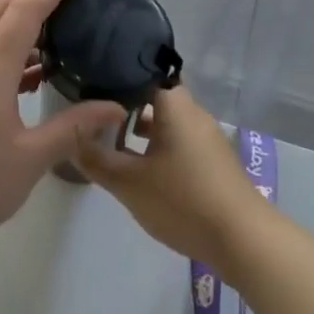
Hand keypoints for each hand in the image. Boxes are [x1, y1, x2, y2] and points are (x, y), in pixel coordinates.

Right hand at [78, 87, 272, 272]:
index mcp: (175, 106)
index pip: (142, 73)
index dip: (113, 78)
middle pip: (153, 98)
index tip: (87, 87)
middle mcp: (193, 113)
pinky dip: (157, 147)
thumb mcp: (128, 183)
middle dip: (123, 106)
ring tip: (109, 142)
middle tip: (92, 117)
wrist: (243, 240)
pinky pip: (178, 141)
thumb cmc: (183, 201)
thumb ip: (96, 160)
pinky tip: (139, 167)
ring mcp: (207, 138)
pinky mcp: (213, 161)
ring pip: (166, 122)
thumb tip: (71, 141)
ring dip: (140, 130)